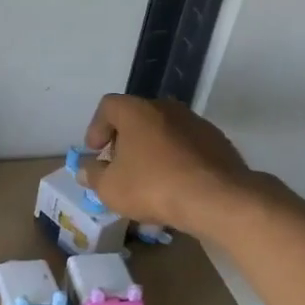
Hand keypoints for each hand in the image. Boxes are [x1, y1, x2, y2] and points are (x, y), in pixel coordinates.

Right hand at [76, 94, 264, 233]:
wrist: (219, 199)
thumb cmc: (153, 187)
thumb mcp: (110, 188)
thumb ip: (93, 175)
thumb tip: (85, 169)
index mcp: (136, 111)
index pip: (108, 106)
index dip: (96, 127)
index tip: (95, 152)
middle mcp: (166, 108)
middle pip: (137, 117)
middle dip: (124, 139)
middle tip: (119, 165)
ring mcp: (196, 123)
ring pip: (164, 131)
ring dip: (152, 149)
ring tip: (148, 178)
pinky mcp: (218, 142)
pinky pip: (187, 146)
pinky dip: (176, 159)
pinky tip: (175, 185)